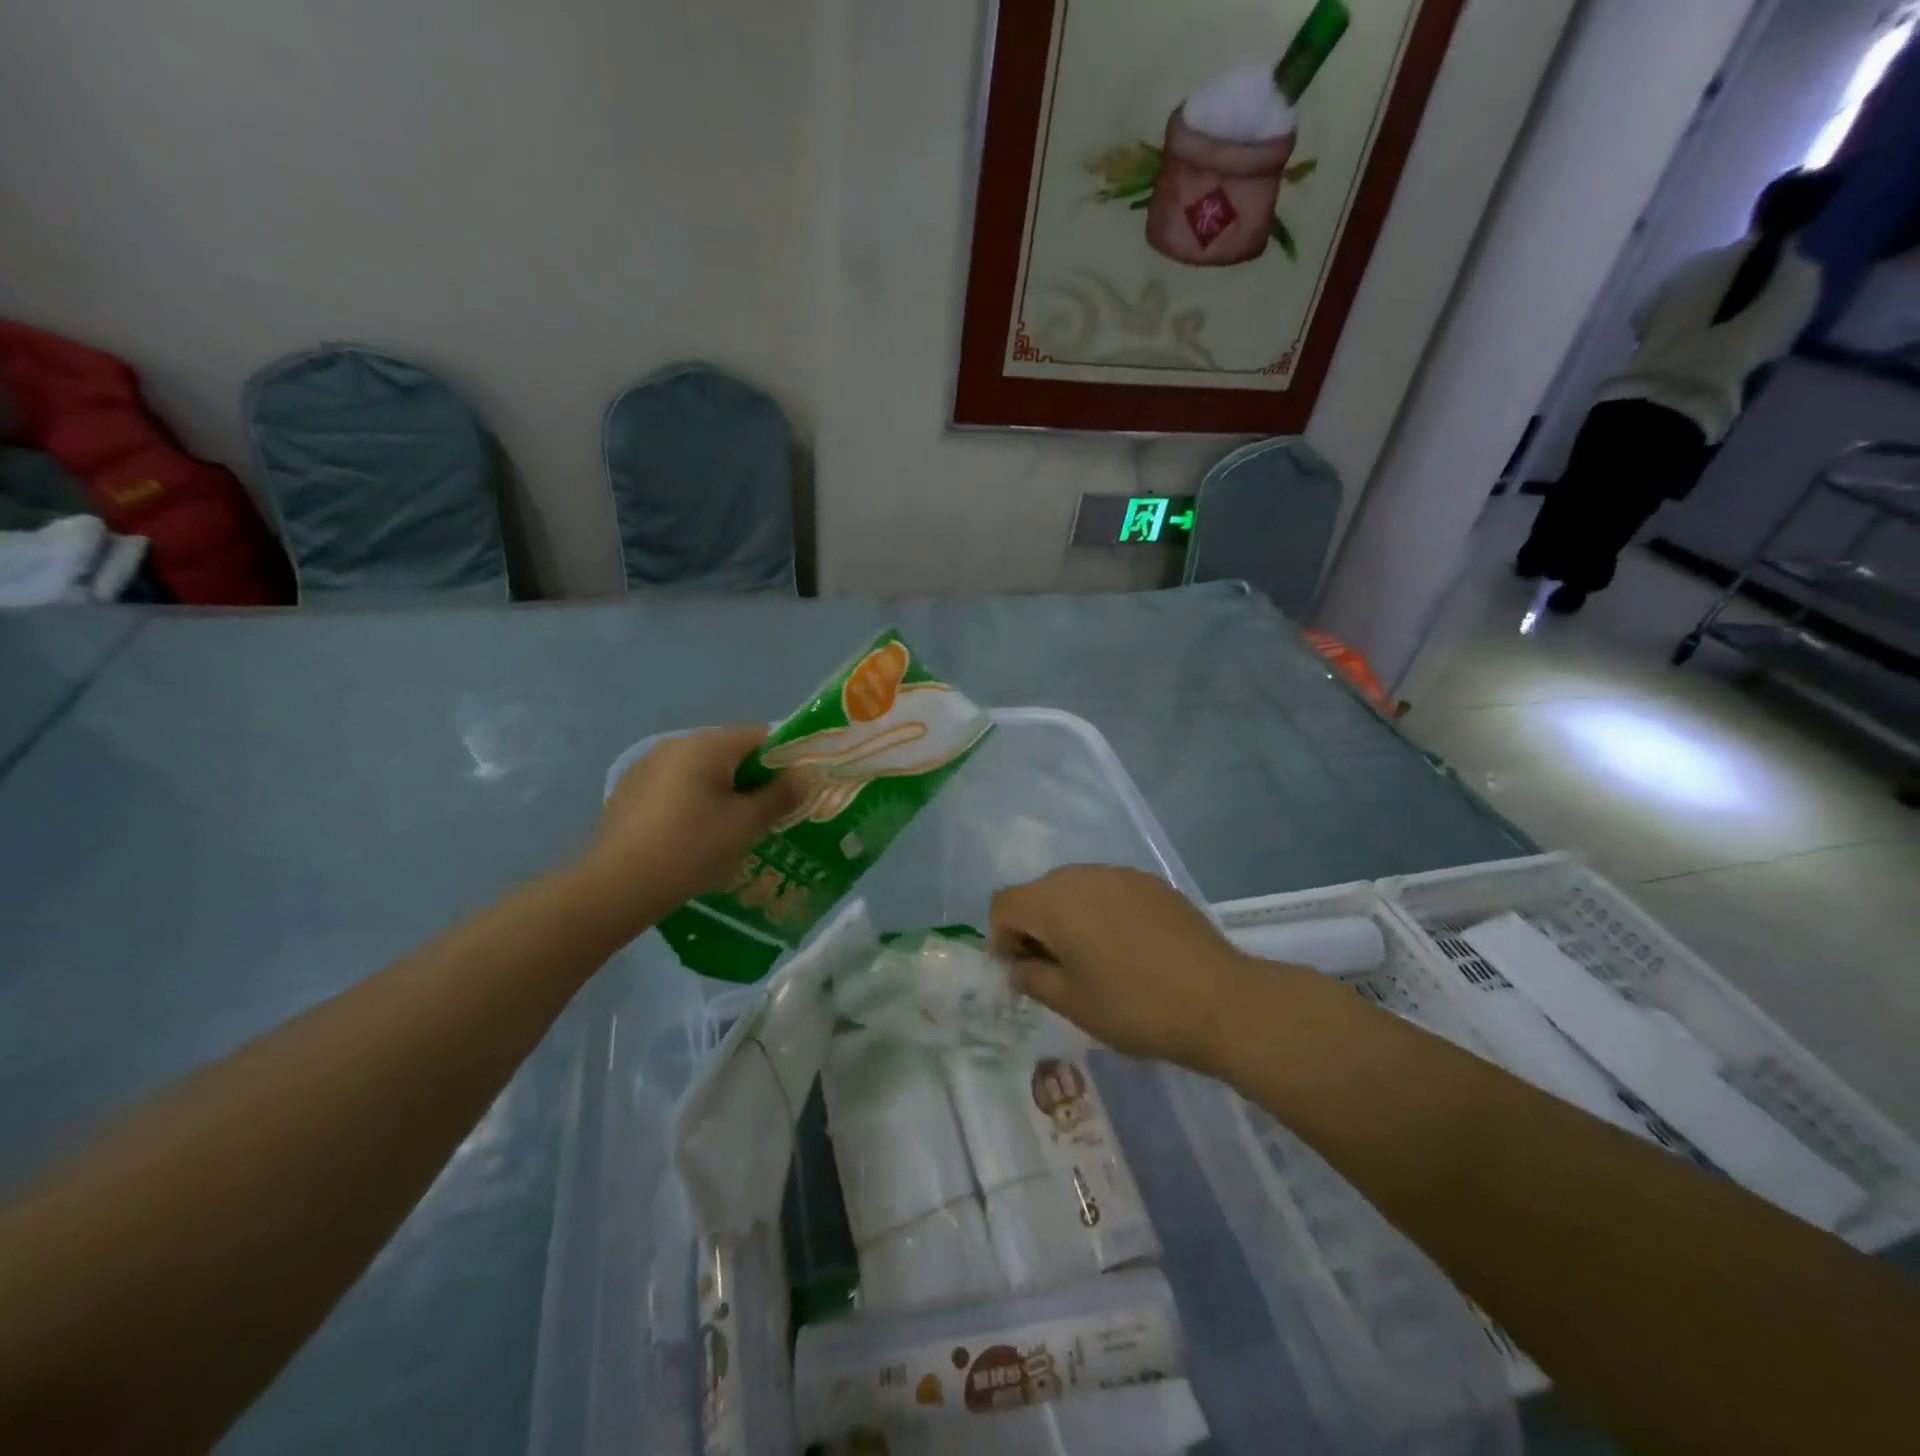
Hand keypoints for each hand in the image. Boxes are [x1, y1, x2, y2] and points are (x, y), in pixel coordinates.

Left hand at [578, 726, 805, 927]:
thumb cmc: (690, 848)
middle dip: (754, 779)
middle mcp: (675, 745)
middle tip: (768, 815)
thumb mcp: (745, 824)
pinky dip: (695, 802)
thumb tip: (802, 778)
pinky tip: (695, 836)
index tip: (794, 791)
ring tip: (733, 830)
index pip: (760, 736)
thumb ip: (778, 796)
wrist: (616, 886)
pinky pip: (677, 787)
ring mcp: (647, 767)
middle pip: (730, 753)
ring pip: (702, 771)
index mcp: (706, 745)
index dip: (785, 760)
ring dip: (724, 792)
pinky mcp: (630, 792)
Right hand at [990, 866, 1272, 1070]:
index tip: (1025, 972)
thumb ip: (1031, 977)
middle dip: (1035, 927)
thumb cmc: (1134, 1006)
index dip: (1002, 939)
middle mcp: (1082, 875)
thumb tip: (1017, 965)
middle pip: (1038, 892)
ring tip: (1095, 960)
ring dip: (1069, 918)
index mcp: (1053, 901)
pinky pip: (1108, 890)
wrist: (1219, 1000)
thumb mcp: (1071, 1003)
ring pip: (1074, 889)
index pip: (1003, 905)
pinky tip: (1129, 948)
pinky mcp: (1151, 882)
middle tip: (1057, 971)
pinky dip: (1102, 912)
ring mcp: (1120, 874)